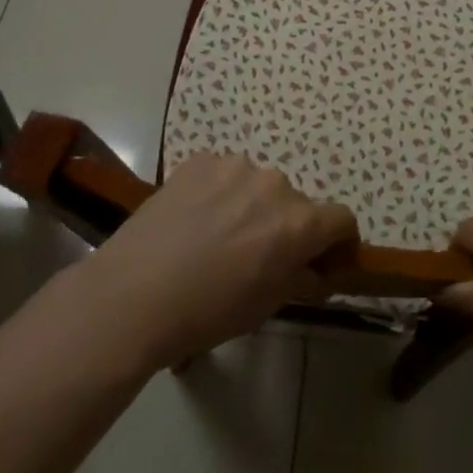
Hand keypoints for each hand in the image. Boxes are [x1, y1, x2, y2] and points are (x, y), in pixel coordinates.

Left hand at [79, 152, 356, 371]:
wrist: (130, 296)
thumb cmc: (205, 312)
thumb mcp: (265, 306)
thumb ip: (301, 278)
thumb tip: (316, 268)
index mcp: (299, 222)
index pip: (341, 219)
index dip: (338, 241)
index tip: (323, 259)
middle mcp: (276, 184)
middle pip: (296, 202)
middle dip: (286, 225)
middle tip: (256, 255)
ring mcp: (236, 166)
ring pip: (258, 186)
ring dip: (251, 206)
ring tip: (216, 236)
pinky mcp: (200, 160)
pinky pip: (223, 175)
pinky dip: (219, 193)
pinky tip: (192, 220)